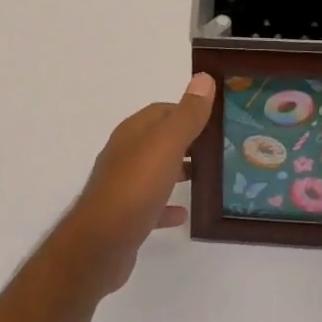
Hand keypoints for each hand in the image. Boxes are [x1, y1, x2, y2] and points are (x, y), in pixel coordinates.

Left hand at [53, 71, 215, 296]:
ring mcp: (123, 186)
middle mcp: (125, 154)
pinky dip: (167, 205)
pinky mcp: (125, 216)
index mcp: (133, 133)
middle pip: (160, 140)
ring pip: (156, 171)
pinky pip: (151, 204)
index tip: (218, 119)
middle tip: (221, 148)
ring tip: (208, 177)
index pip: (163, 111)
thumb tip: (203, 77)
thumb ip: (187, 114)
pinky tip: (183, 214)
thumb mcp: (166, 144)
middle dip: (187, 141)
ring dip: (179, 171)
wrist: (101, 244)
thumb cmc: (136, 187)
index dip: (189, 111)